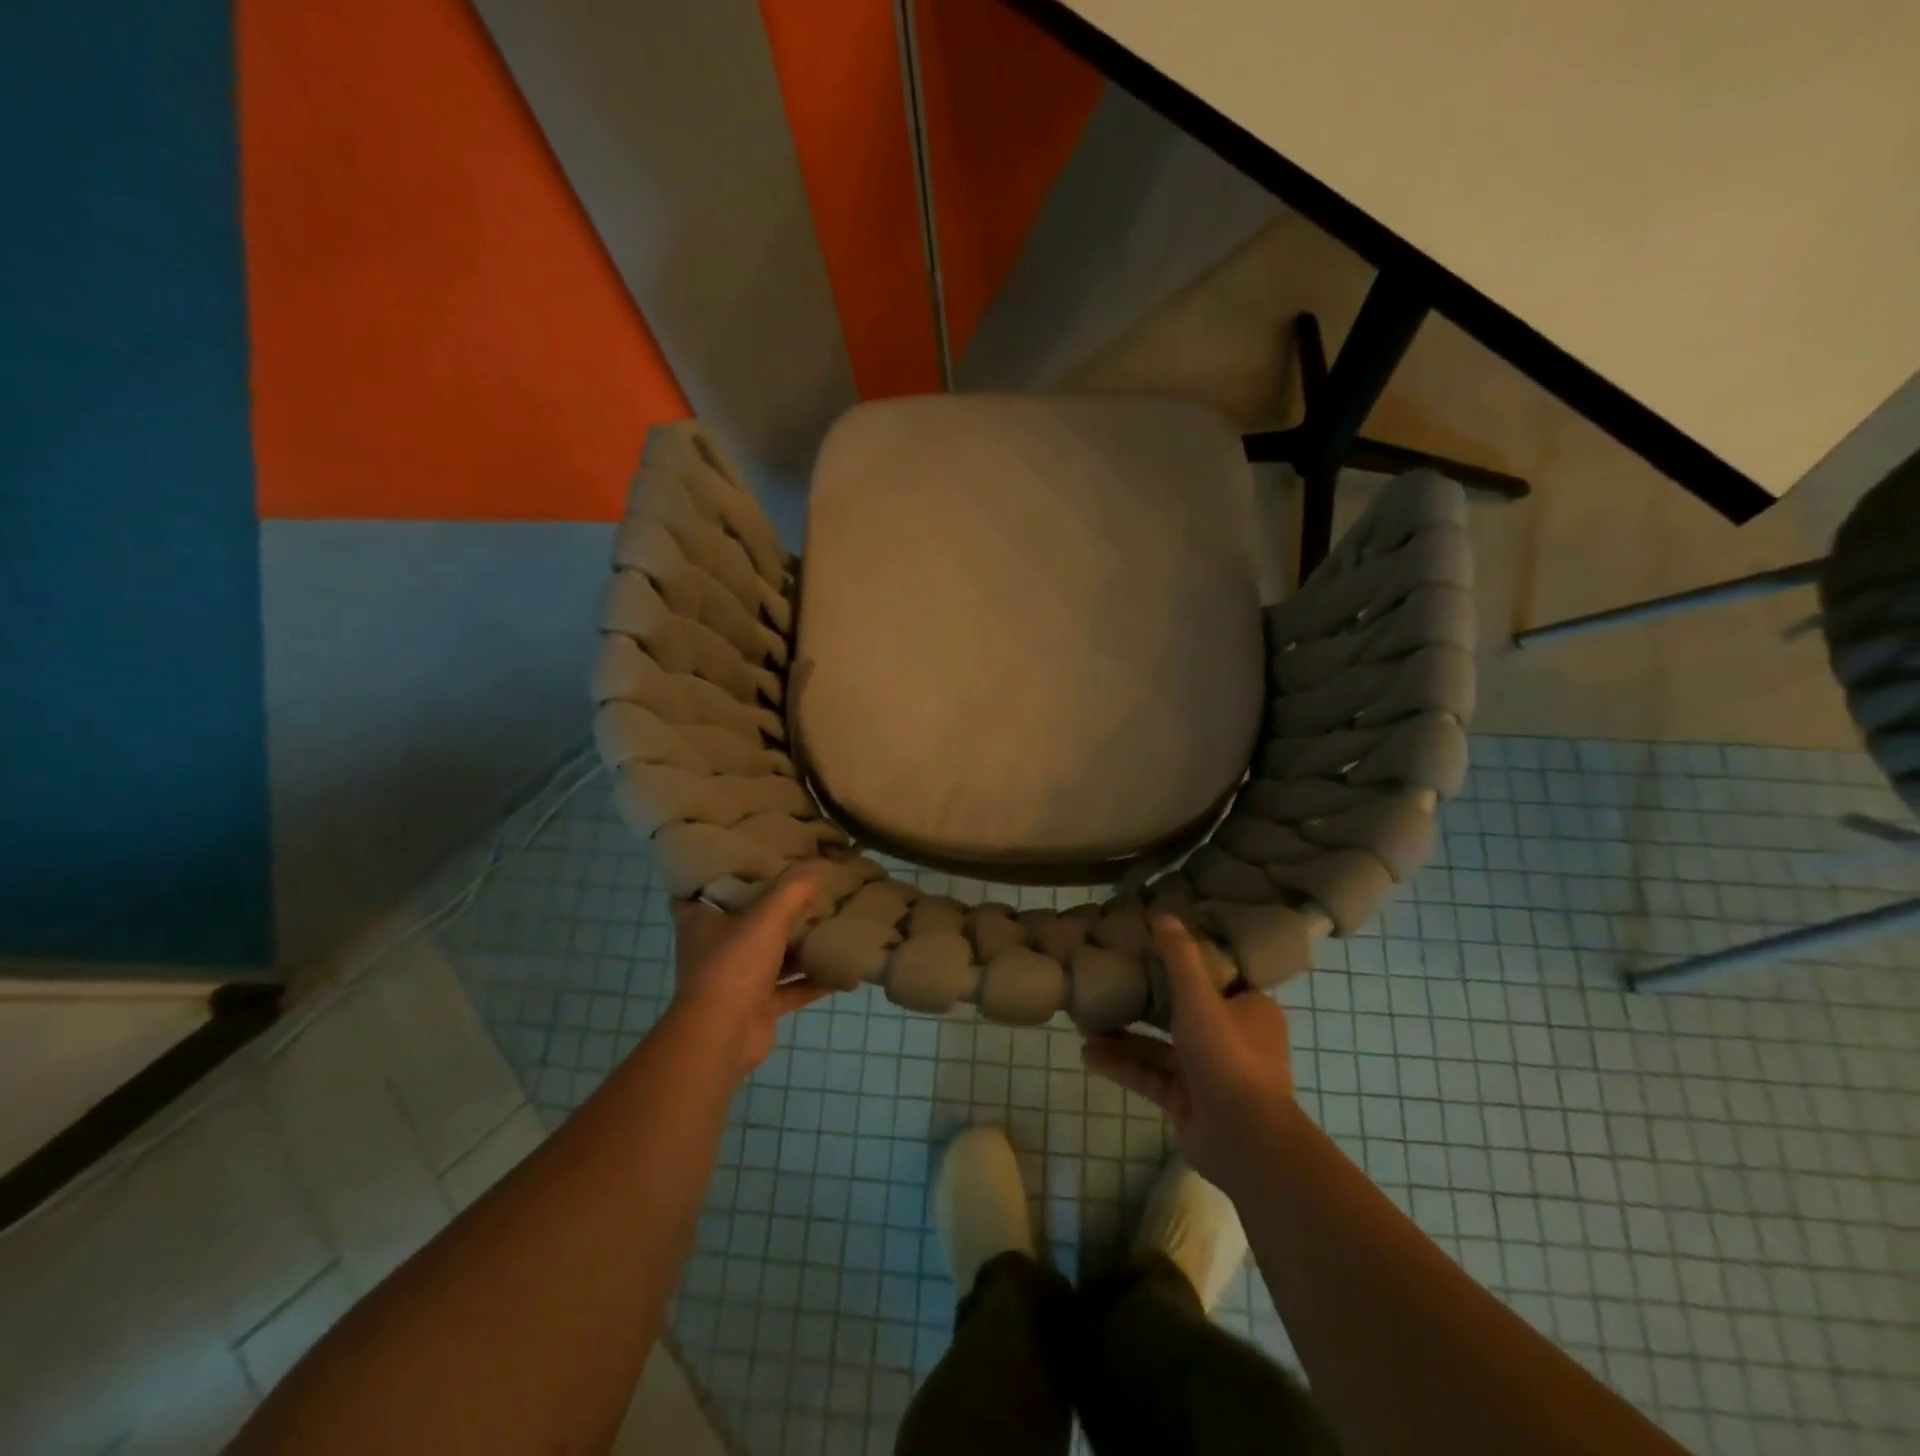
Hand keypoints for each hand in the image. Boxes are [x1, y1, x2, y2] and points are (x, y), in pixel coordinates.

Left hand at [668, 869, 836, 1082]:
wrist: (724, 1036)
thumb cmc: (734, 964)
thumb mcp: (766, 918)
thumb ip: (792, 891)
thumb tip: (815, 870)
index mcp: (702, 921)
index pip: (704, 888)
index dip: (723, 872)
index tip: (749, 856)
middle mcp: (716, 947)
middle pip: (745, 920)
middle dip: (773, 907)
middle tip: (804, 884)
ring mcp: (737, 979)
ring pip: (772, 954)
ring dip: (797, 944)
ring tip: (830, 921)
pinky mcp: (758, 1005)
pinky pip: (792, 987)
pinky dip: (814, 980)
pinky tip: (842, 969)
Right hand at [1080, 914, 1299, 1195]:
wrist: (1244, 1139)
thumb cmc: (1228, 1055)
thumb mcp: (1200, 997)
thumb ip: (1179, 957)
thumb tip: (1162, 915)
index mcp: (1249, 1010)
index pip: (1216, 978)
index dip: (1185, 963)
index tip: (1150, 948)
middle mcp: (1231, 1038)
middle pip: (1181, 1010)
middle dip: (1144, 1001)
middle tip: (1110, 983)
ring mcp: (1207, 1072)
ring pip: (1160, 1046)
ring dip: (1125, 1036)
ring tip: (1085, 1022)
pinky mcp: (1186, 1101)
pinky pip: (1150, 1075)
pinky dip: (1122, 1065)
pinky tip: (1088, 1054)